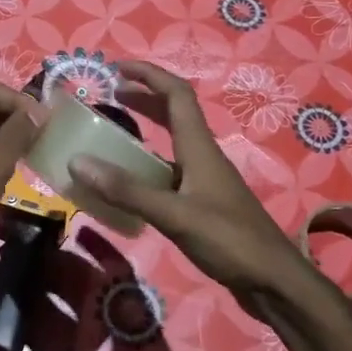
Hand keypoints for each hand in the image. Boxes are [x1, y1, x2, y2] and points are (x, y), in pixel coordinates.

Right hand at [67, 60, 310, 304]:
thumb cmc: (230, 241)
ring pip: (171, 144)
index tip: (115, 68)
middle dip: (143, 97)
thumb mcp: (174, 214)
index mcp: (199, 148)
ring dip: (144, 132)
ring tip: (110, 136)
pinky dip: (146, 168)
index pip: (176, 94)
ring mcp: (204, 181)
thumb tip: (78, 162)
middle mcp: (202, 156)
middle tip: (108, 96)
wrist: (273, 282)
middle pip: (173, 113)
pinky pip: (169, 173)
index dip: (148, 74)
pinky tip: (128, 185)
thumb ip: (127, 190)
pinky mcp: (203, 204)